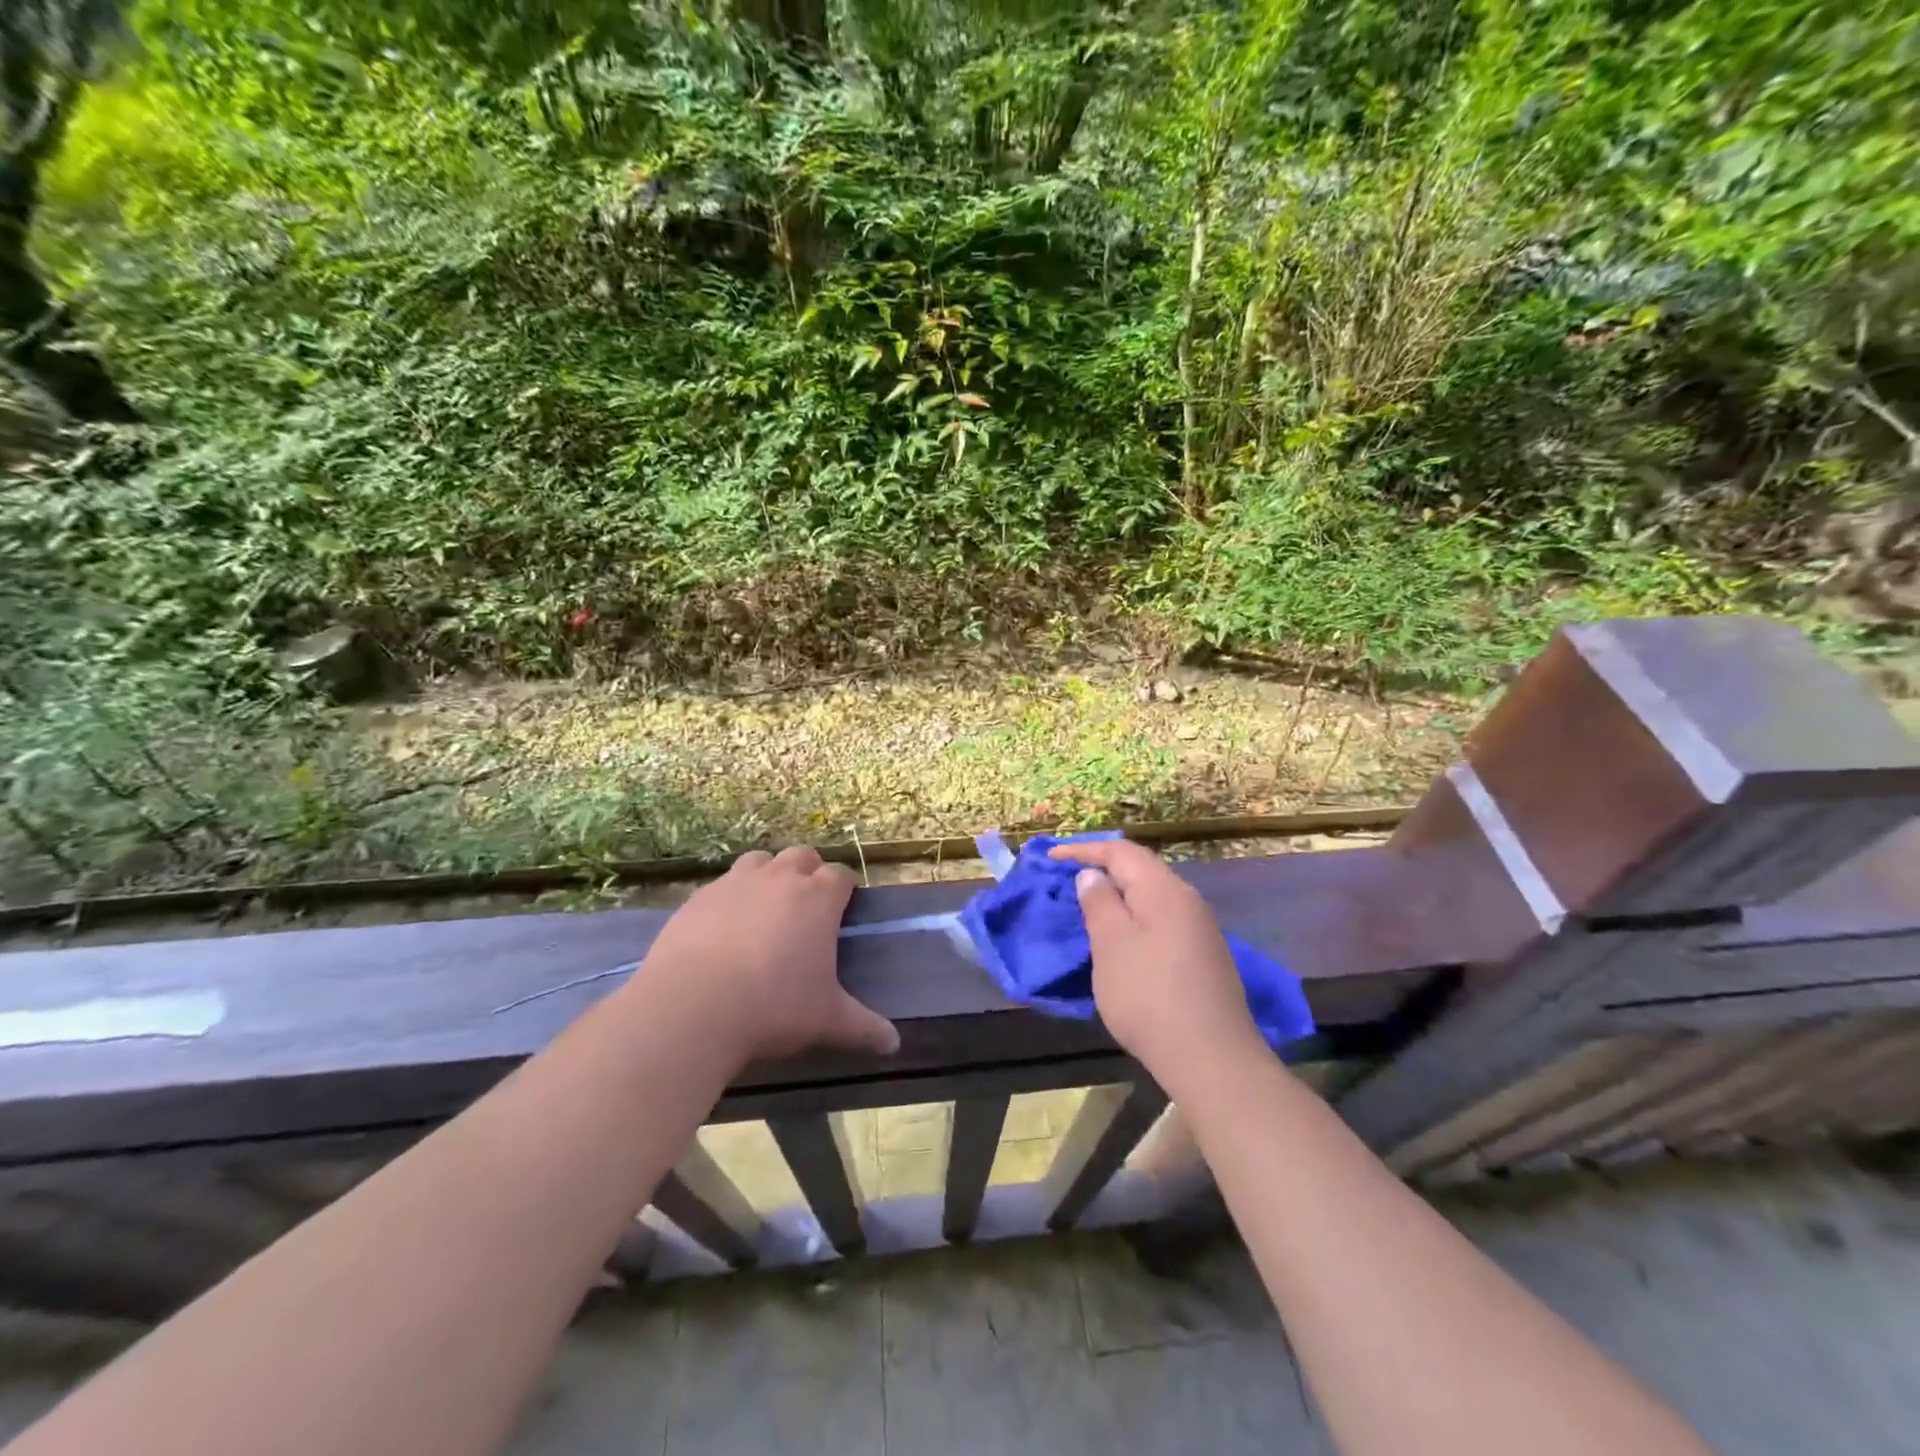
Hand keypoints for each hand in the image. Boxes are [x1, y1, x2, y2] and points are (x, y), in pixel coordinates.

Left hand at [627, 846, 899, 1066]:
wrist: (692, 1007)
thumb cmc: (774, 1007)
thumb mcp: (826, 1021)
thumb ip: (864, 1028)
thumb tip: (893, 1044)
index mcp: (818, 898)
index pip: (841, 876)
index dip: (844, 889)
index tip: (843, 909)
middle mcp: (779, 878)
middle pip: (802, 856)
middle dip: (808, 873)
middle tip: (806, 908)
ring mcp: (735, 883)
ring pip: (760, 861)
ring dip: (768, 875)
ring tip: (765, 909)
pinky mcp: (698, 898)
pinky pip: (722, 885)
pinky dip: (730, 898)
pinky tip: (724, 930)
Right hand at [1049, 839, 1261, 1086]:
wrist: (1211, 1059)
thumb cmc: (1149, 996)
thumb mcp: (1111, 945)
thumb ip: (1099, 902)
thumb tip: (1093, 875)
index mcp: (1164, 889)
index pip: (1120, 851)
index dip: (1083, 849)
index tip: (1050, 856)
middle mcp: (1187, 900)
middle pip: (1140, 869)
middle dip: (1101, 869)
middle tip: (1066, 879)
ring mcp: (1200, 929)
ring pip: (1151, 896)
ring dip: (1118, 896)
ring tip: (1088, 907)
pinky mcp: (1203, 956)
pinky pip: (1161, 920)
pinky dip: (1134, 919)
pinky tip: (1121, 940)